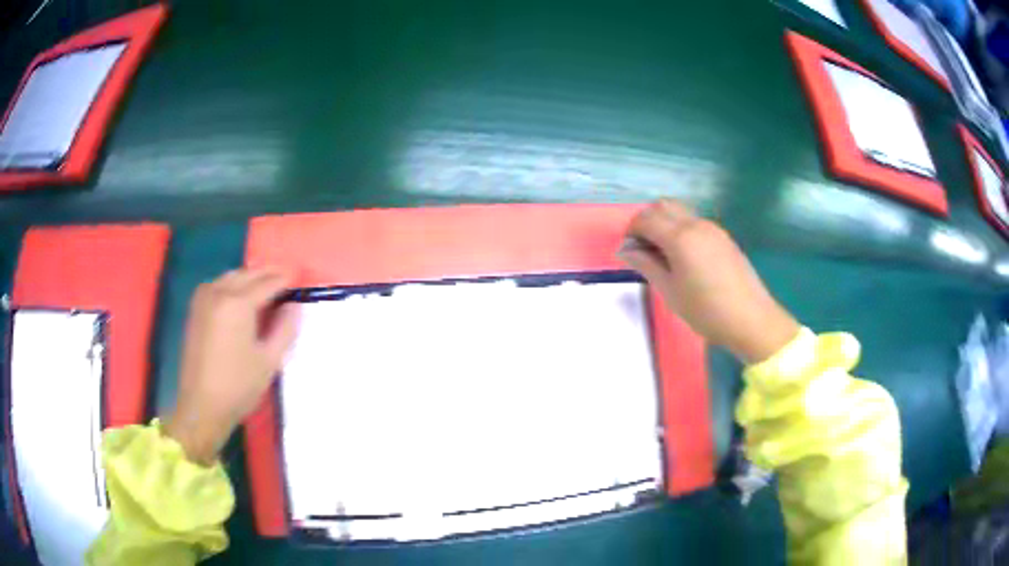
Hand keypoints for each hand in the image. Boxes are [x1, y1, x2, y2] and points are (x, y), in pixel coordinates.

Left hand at [164, 268, 299, 464]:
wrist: (201, 406)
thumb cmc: (238, 386)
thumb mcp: (269, 361)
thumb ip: (285, 328)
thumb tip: (295, 305)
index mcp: (238, 303)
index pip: (267, 283)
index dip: (285, 281)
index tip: (299, 283)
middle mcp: (218, 292)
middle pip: (248, 274)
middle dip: (267, 275)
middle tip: (285, 284)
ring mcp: (203, 299)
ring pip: (231, 276)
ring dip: (249, 278)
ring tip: (265, 291)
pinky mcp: (195, 309)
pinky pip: (217, 285)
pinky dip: (232, 285)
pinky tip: (240, 298)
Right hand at [619, 199, 798, 364]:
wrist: (751, 319)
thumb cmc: (706, 310)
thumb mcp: (670, 292)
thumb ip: (646, 265)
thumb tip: (625, 250)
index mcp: (680, 237)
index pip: (645, 218)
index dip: (631, 231)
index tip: (630, 252)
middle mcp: (696, 224)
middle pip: (663, 206)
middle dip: (647, 221)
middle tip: (644, 250)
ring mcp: (713, 228)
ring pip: (680, 212)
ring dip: (665, 224)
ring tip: (664, 257)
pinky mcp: (723, 237)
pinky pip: (695, 223)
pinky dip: (681, 231)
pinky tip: (685, 259)